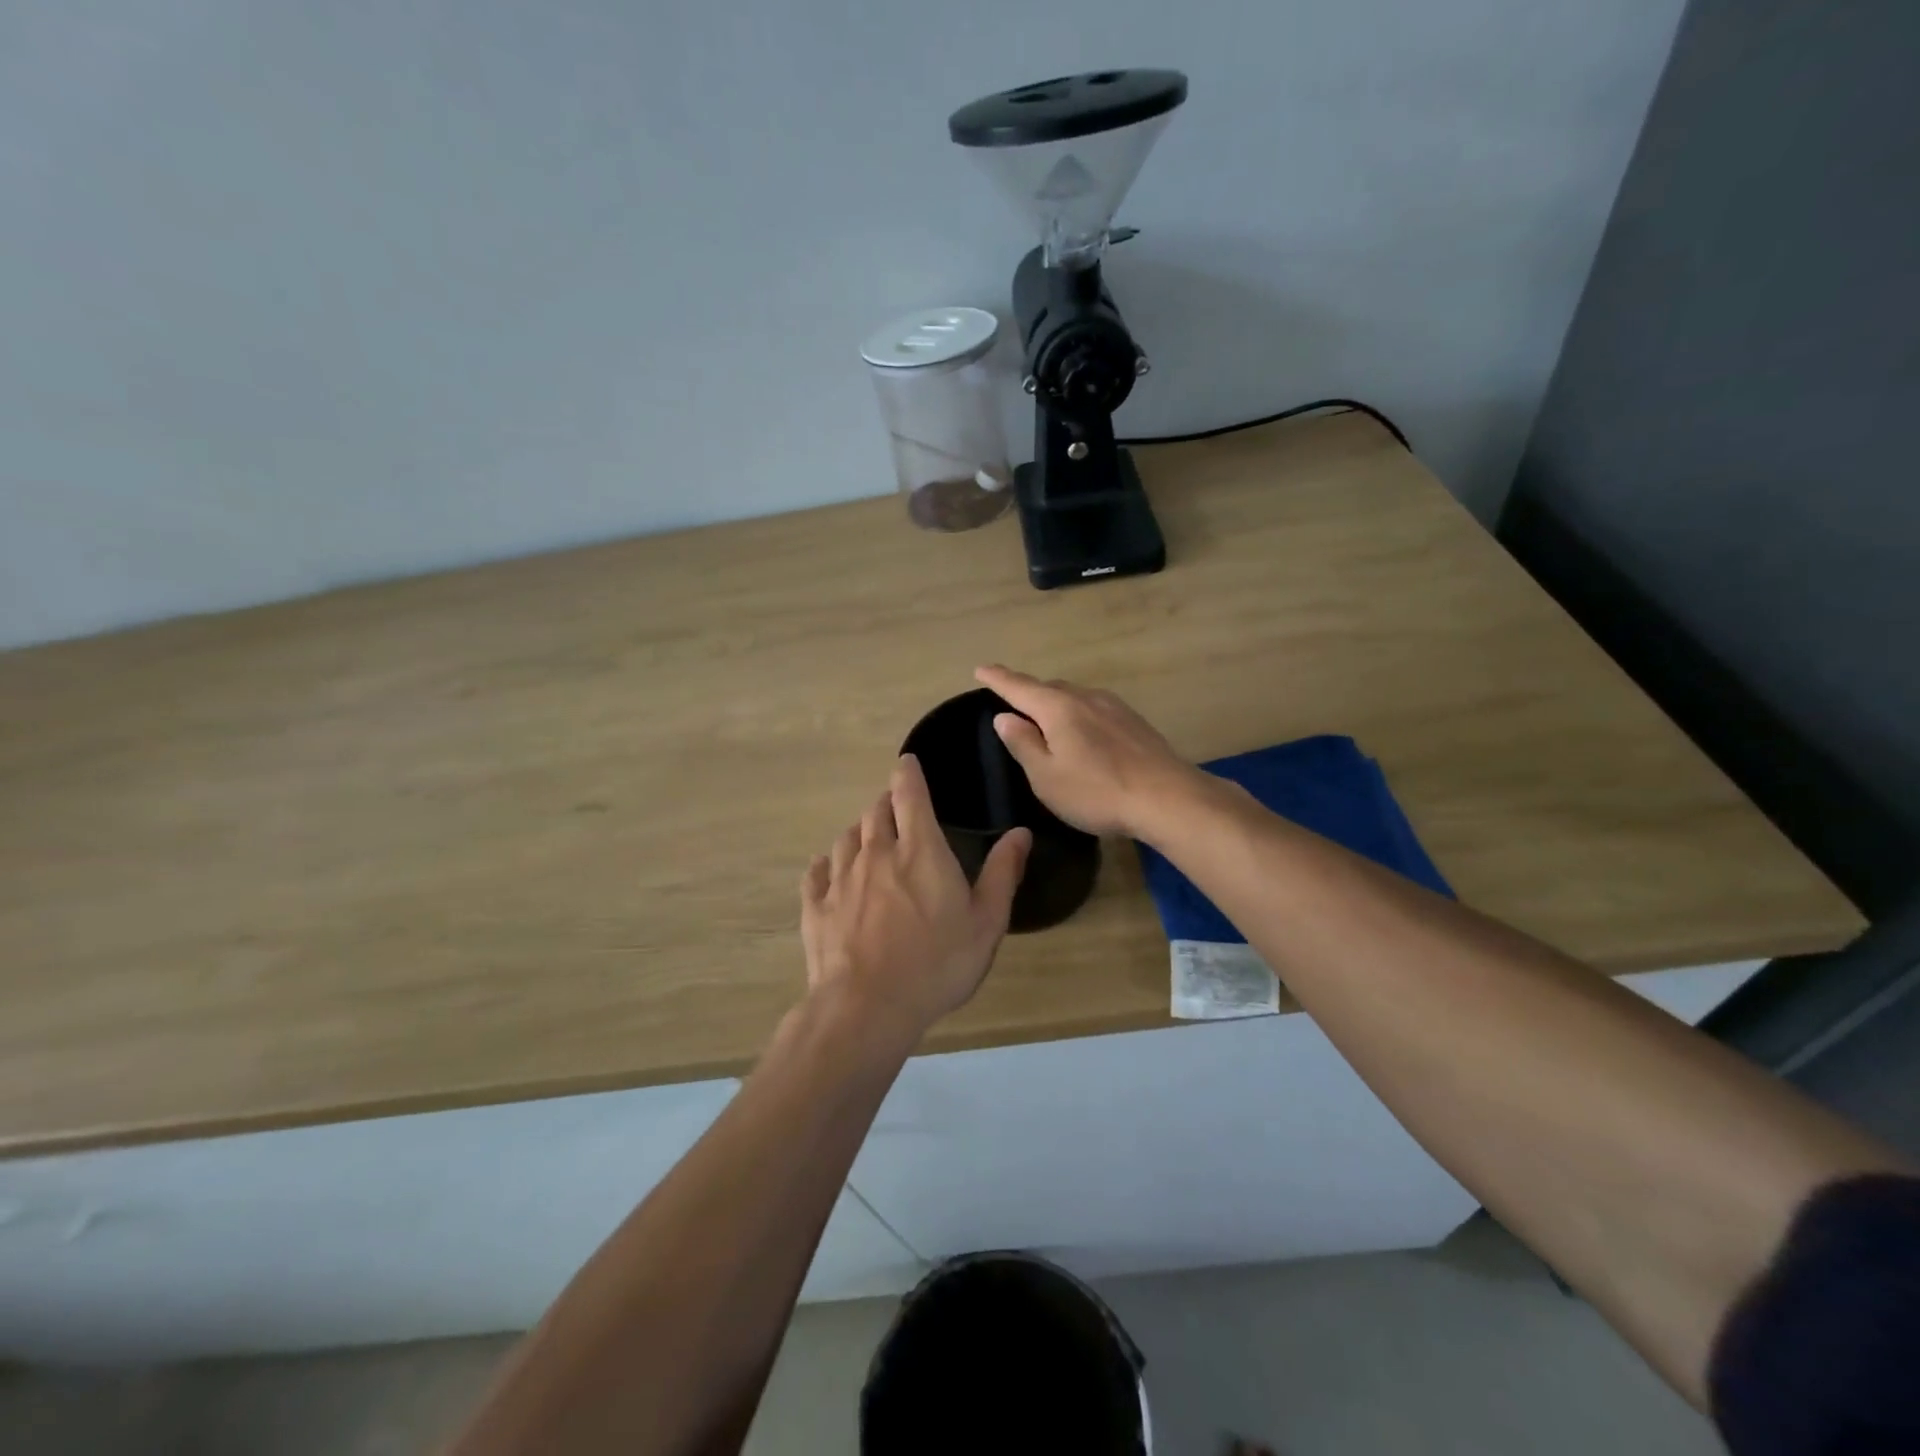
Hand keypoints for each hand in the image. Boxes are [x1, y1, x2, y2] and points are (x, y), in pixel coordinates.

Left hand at [801, 755, 1031, 1041]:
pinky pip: (816, 873)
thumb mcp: (986, 922)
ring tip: (868, 838)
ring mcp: (840, 879)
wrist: (867, 1008)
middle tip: (897, 808)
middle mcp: (875, 853)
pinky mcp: (815, 907)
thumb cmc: (937, 964)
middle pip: (875, 812)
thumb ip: (1003, 873)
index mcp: (919, 850)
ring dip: (859, 831)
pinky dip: (825, 864)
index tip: (907, 763)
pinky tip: (827, 869)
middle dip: (886, 803)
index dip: (908, 773)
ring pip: (846, 838)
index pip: (909, 794)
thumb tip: (1020, 832)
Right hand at [974, 665, 1201, 839]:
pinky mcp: (1134, 722)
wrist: (1167, 798)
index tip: (981, 669)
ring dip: (1055, 703)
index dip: (998, 678)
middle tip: (1012, 702)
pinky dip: (1078, 714)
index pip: (1019, 687)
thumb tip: (1004, 717)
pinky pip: (1094, 709)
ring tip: (1045, 719)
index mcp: (1058, 708)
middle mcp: (1086, 698)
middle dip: (1028, 692)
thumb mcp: (1046, 776)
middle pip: (1049, 688)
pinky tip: (1083, 733)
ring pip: (1075, 697)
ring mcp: (1114, 707)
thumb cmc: (1097, 791)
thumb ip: (1023, 744)